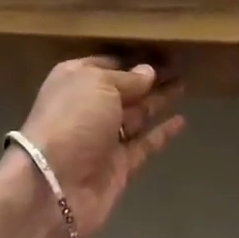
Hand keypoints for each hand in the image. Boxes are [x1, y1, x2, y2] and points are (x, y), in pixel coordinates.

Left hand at [10, 57, 185, 237]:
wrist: (53, 186)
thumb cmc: (72, 120)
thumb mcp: (98, 85)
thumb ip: (127, 79)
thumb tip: (148, 72)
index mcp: (76, 80)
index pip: (108, 64)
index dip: (133, 59)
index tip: (161, 50)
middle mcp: (89, 107)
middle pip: (125, 90)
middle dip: (150, 79)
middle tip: (181, 65)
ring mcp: (104, 139)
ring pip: (137, 115)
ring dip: (159, 101)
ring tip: (185, 85)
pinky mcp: (119, 167)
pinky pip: (144, 145)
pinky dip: (162, 134)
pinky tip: (181, 120)